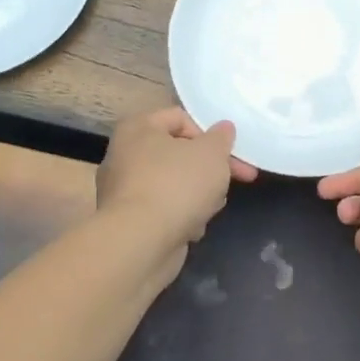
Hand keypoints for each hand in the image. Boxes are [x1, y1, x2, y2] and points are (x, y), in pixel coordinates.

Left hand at [99, 109, 256, 269]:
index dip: (209, 133)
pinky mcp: (130, 220)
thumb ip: (221, 137)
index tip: (230, 153)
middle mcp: (125, 155)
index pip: (180, 117)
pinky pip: (164, 209)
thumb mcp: (212, 153)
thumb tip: (223, 129)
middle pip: (179, 152)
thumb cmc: (177, 185)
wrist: (141, 243)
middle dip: (209, 167)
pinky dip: (181, 215)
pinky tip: (193, 227)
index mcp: (139, 128)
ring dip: (199, 193)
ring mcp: (125, 190)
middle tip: (235, 179)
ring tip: (212, 206)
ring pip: (174, 183)